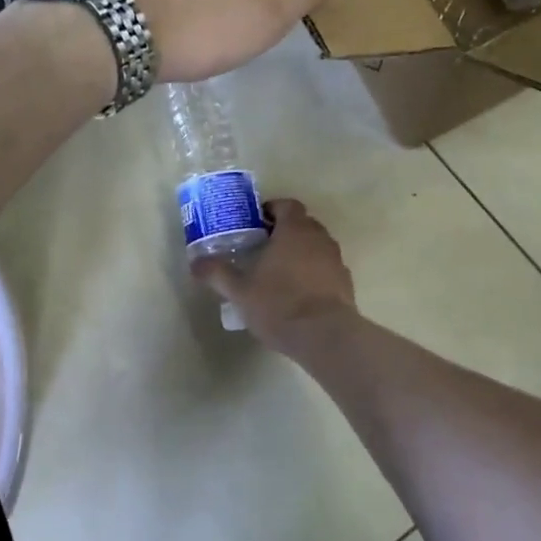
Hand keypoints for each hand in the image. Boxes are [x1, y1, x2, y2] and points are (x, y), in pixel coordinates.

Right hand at [192, 199, 357, 354]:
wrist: (325, 335)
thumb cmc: (279, 304)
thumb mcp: (240, 291)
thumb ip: (217, 273)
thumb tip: (195, 262)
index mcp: (294, 230)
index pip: (287, 205)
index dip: (271, 210)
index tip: (256, 224)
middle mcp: (319, 238)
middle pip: (302, 224)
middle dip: (284, 232)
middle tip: (263, 248)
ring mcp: (336, 260)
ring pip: (316, 246)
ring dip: (300, 253)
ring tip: (280, 273)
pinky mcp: (345, 282)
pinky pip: (326, 268)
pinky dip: (314, 273)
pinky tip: (299, 294)